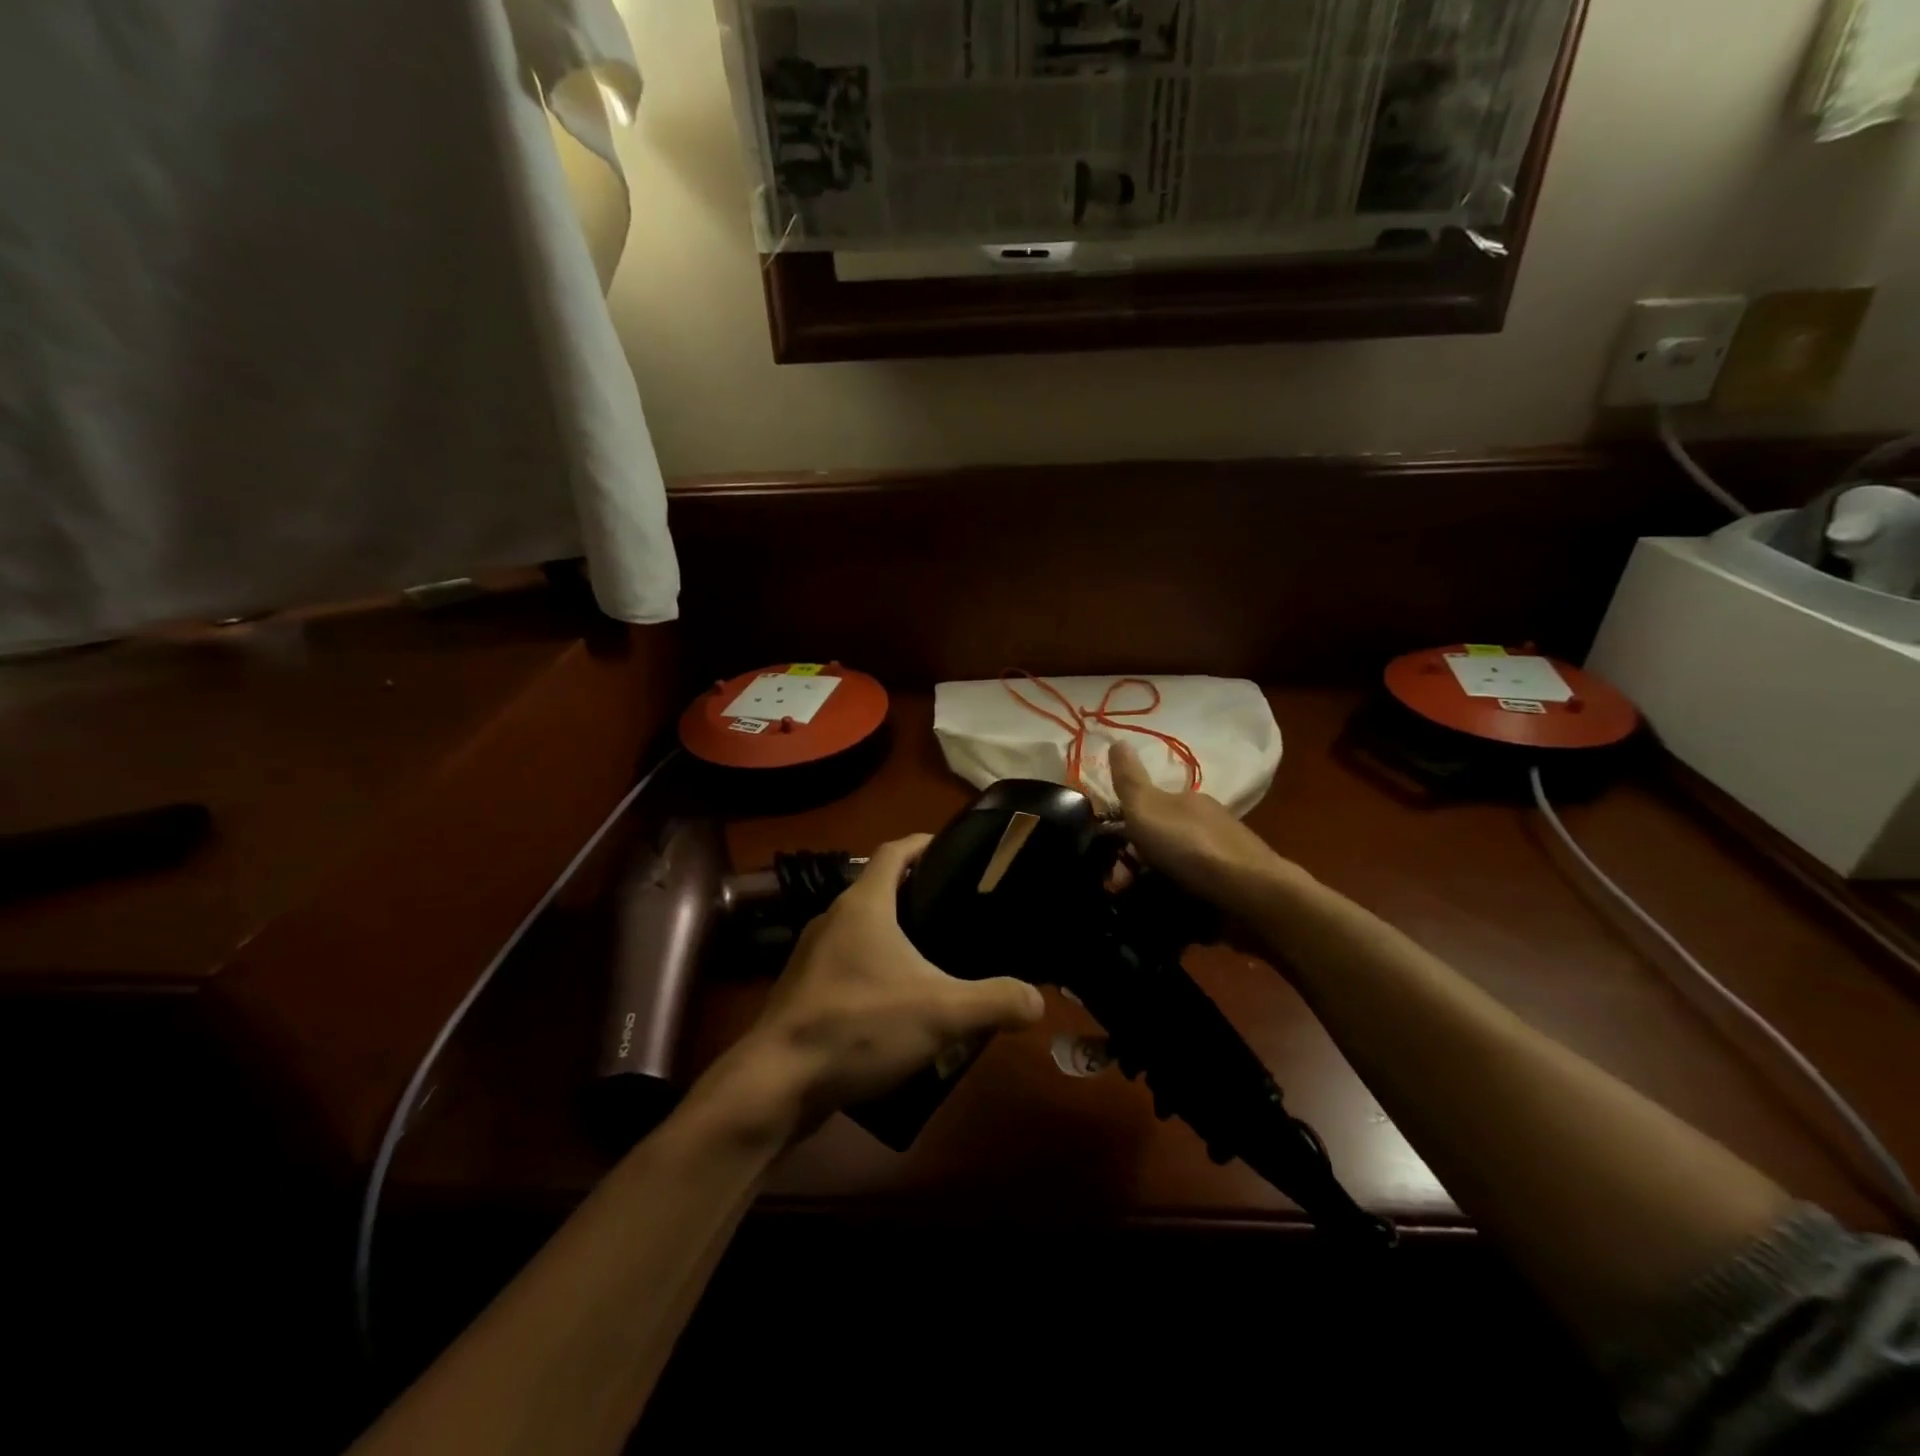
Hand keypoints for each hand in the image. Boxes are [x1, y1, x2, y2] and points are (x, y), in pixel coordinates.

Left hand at [719, 834, 1044, 1141]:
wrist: (776, 1083)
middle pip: (881, 889)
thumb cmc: (858, 1025)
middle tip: (961, 912)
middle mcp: (833, 918)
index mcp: (863, 904)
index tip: (957, 849)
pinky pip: (848, 966)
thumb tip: (1037, 1001)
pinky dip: (875, 970)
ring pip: (863, 931)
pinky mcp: (804, 991)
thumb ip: (995, 1001)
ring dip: (896, 937)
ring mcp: (812, 955)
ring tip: (937, 958)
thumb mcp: (941, 1013)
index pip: (895, 851)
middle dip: (919, 895)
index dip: (926, 843)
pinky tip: (899, 1004)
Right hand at [1108, 742, 1299, 914]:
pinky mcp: (1233, 890)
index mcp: (1187, 801)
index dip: (1124, 829)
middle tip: (1119, 889)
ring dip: (1154, 885)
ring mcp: (1223, 859)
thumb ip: (1129, 780)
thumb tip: (1117, 740)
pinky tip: (1168, 916)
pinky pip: (1195, 893)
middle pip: (1160, 842)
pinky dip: (1178, 902)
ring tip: (1139, 907)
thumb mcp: (1147, 807)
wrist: (1252, 895)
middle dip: (1136, 864)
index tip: (1107, 854)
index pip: (1148, 809)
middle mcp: (1207, 825)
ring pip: (1176, 869)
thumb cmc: (1191, 846)